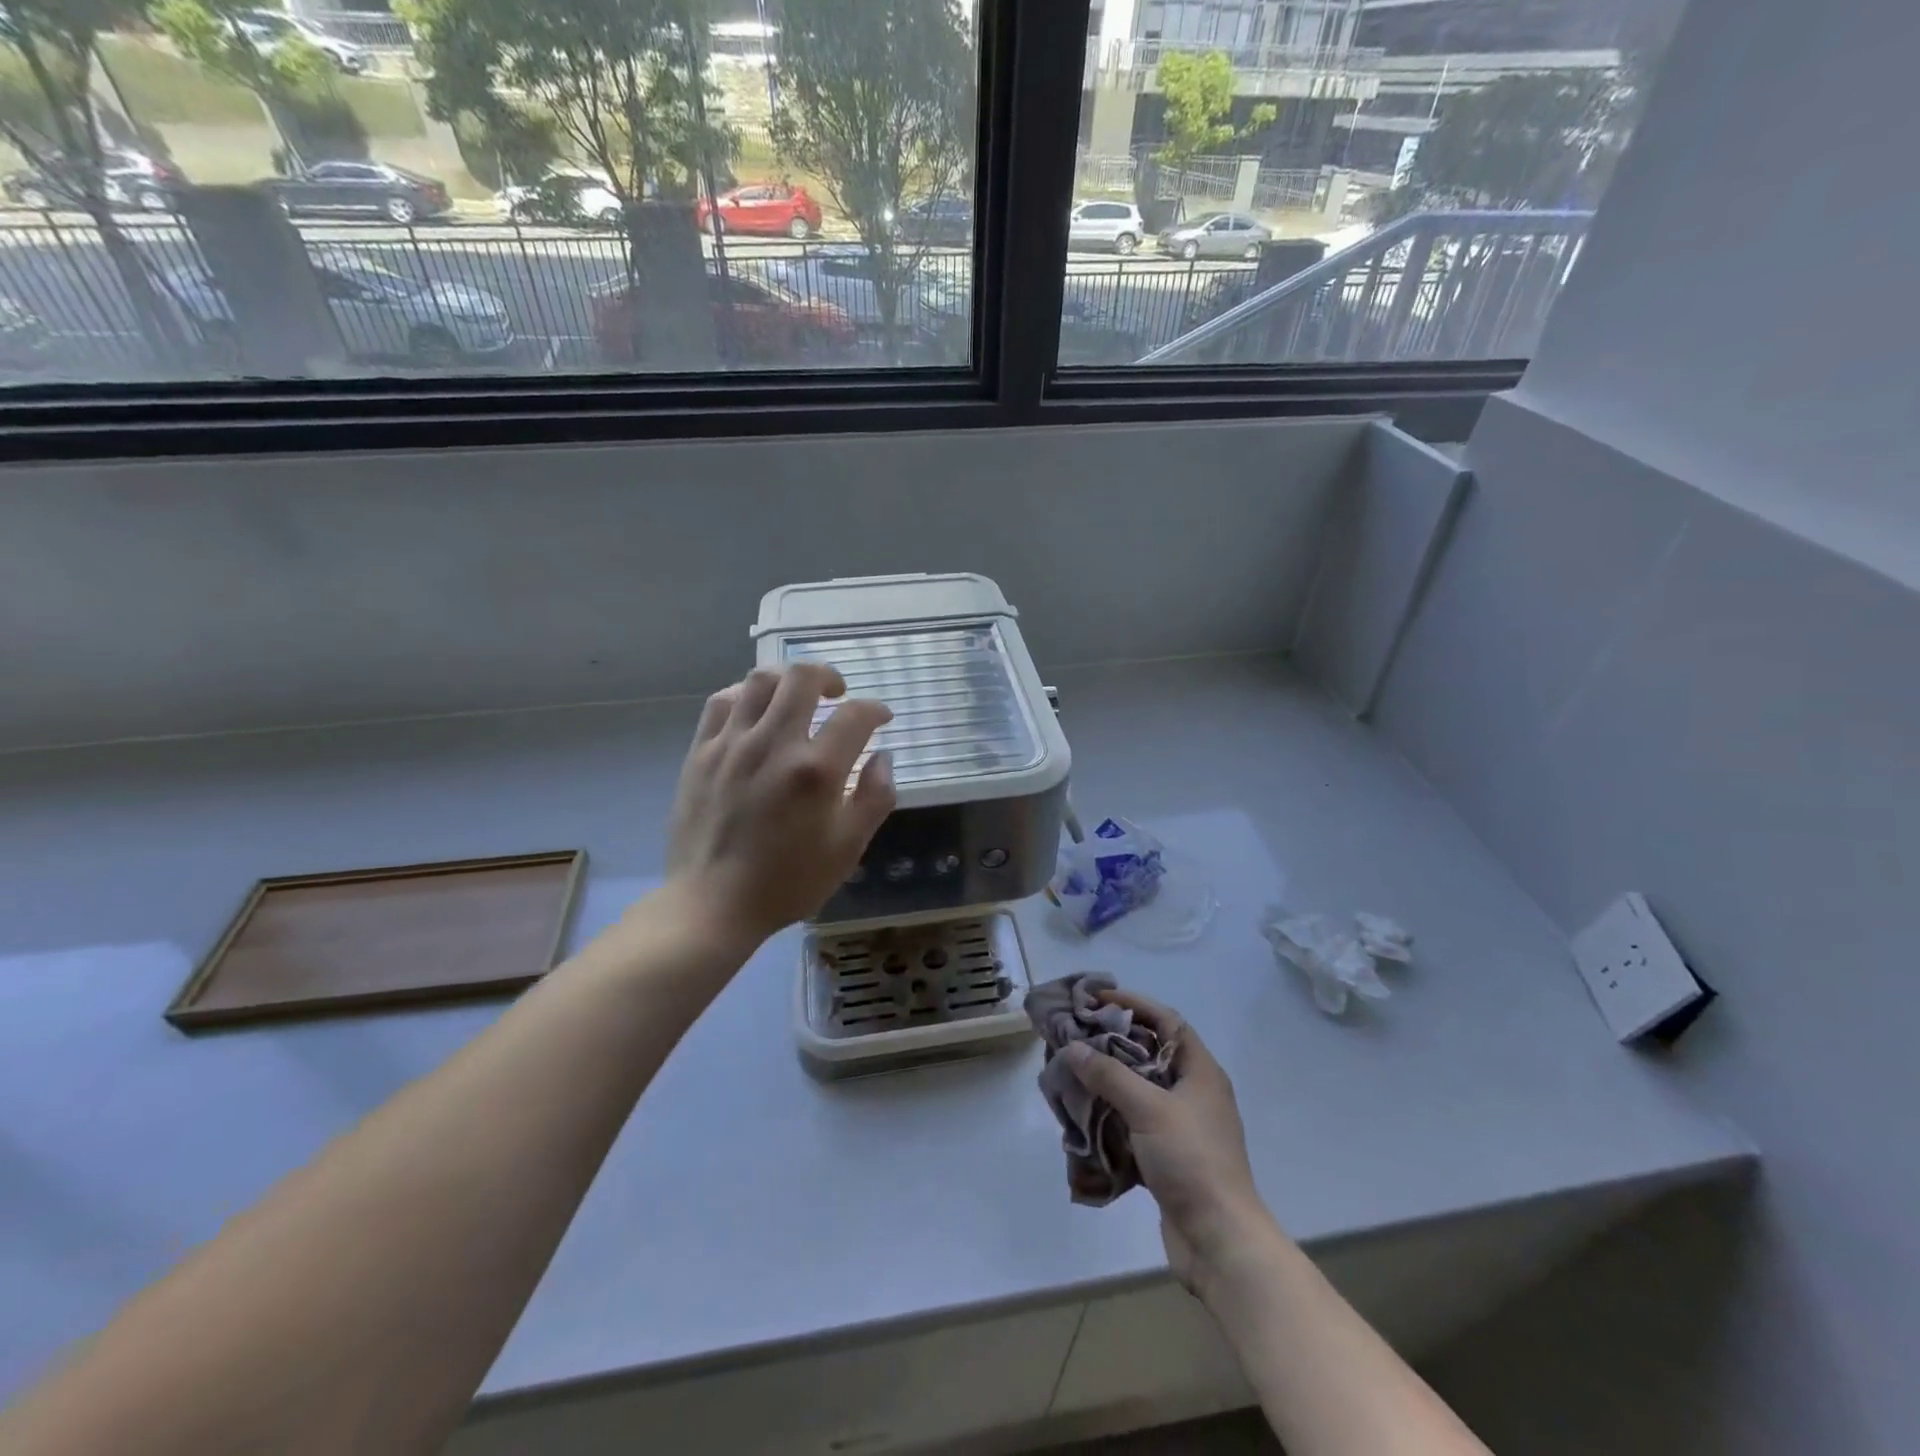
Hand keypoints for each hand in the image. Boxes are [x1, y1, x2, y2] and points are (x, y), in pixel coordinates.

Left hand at [664, 663, 895, 947]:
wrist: (712, 904)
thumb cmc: (787, 882)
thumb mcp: (848, 849)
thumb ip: (874, 798)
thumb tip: (882, 758)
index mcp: (816, 771)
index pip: (856, 715)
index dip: (876, 710)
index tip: (881, 719)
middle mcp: (774, 744)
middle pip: (803, 676)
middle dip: (830, 675)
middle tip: (838, 694)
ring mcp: (732, 744)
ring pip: (760, 679)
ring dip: (788, 679)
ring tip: (797, 697)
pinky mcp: (701, 751)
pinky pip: (722, 701)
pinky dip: (746, 694)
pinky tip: (756, 711)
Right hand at [1060, 991, 1274, 1294]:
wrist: (1220, 1242)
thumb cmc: (1191, 1161)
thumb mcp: (1148, 1109)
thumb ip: (1109, 1075)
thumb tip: (1072, 1047)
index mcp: (1200, 1072)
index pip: (1167, 1021)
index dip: (1134, 1004)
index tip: (1097, 999)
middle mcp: (1194, 1092)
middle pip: (1150, 1053)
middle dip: (1113, 1042)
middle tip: (1076, 1035)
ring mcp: (1182, 1126)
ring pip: (1140, 1089)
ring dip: (1108, 1080)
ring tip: (1073, 1071)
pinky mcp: (1169, 1156)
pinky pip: (1135, 1121)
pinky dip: (1111, 1114)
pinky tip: (1085, 1115)